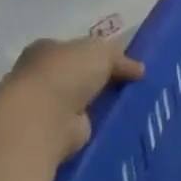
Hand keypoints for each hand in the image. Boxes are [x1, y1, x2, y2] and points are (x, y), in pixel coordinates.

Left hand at [0, 35, 143, 158]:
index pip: (74, 49)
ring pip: (82, 101)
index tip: (123, 62)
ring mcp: (46, 106)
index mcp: (46, 50)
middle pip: (78, 75)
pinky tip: (120, 123)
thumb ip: (120, 56)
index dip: (98, 54)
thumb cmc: (66, 73)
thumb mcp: (102, 51)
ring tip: (132, 103)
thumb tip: (138, 69)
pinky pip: (85, 124)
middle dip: (101, 79)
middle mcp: (41, 77)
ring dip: (101, 103)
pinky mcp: (56, 132)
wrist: (43, 119)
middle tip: (132, 83)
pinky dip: (99, 124)